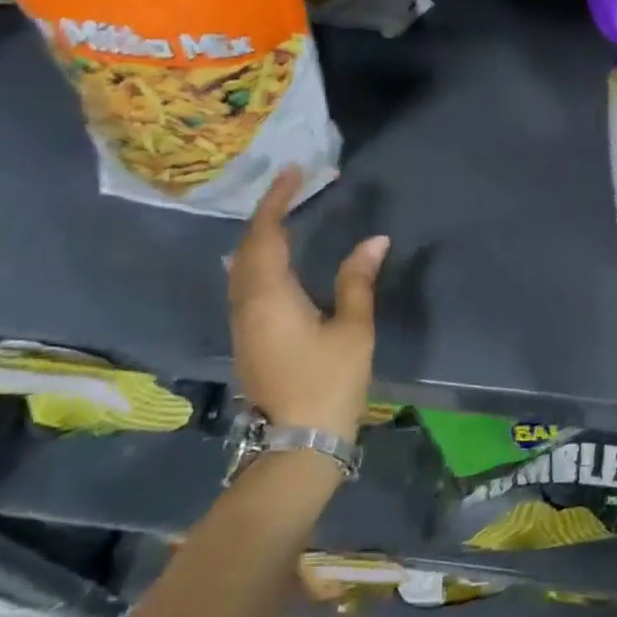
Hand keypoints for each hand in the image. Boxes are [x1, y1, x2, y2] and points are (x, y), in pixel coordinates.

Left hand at [228, 168, 388, 439]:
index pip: (266, 234)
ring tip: (285, 214)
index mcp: (270, 296)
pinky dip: (258, 258)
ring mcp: (243, 323)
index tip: (292, 172)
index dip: (276, 199)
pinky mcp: (248, 338)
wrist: (298, 444)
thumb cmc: (328, 383)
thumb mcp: (353, 329)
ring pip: (241, 266)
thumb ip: (358, 280)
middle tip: (291, 187)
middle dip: (265, 213)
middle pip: (246, 247)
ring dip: (259, 236)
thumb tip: (375, 240)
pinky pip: (245, 282)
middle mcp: (247, 304)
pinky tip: (277, 259)